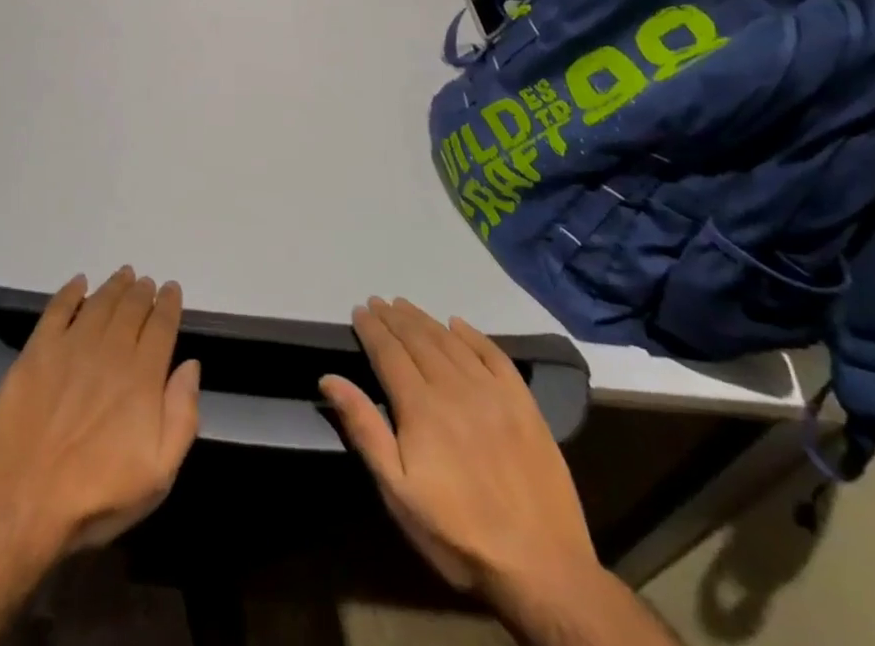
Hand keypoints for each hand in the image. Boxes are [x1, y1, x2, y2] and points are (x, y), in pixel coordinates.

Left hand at [0, 268, 200, 556]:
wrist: (23, 499)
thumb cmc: (96, 495)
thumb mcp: (158, 474)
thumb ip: (182, 416)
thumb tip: (191, 366)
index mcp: (142, 377)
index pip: (161, 327)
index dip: (168, 305)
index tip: (171, 289)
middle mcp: (110, 351)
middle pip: (131, 308)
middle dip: (142, 292)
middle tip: (146, 281)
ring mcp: (72, 345)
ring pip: (100, 302)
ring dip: (114, 286)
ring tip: (123, 275)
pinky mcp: (38, 349)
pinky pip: (58, 308)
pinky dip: (71, 291)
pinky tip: (79, 282)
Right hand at [321, 298, 598, 604]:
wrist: (544, 571)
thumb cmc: (458, 535)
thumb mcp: (398, 492)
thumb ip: (365, 430)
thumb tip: (330, 379)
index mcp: (421, 407)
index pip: (388, 352)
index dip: (371, 329)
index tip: (359, 311)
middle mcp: (455, 388)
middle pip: (418, 339)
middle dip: (394, 318)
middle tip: (378, 302)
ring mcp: (493, 393)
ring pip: (451, 342)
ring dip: (425, 320)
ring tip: (406, 307)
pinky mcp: (525, 405)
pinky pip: (494, 356)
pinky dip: (473, 335)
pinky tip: (458, 324)